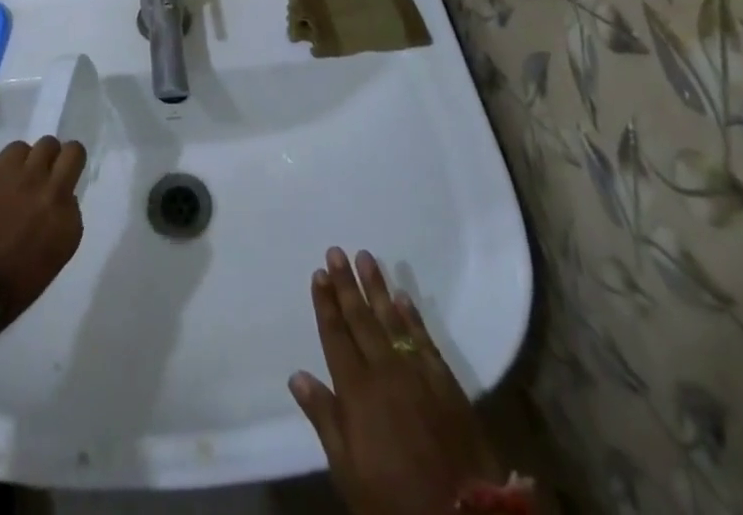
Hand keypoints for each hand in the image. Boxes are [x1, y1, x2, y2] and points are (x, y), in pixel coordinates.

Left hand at [0, 137, 85, 324]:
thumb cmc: (1, 293)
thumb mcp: (43, 268)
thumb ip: (52, 233)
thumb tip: (44, 217)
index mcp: (69, 228)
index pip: (74, 198)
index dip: (59, 201)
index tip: (45, 210)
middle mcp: (56, 194)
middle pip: (73, 153)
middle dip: (62, 161)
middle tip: (47, 174)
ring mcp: (30, 176)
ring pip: (47, 144)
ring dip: (37, 158)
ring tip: (20, 175)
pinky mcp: (3, 166)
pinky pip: (17, 148)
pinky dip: (13, 159)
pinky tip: (1, 177)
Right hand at [290, 249, 504, 514]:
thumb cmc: (394, 498)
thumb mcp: (349, 472)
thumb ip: (325, 419)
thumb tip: (297, 376)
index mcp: (356, 390)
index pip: (336, 335)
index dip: (326, 304)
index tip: (318, 273)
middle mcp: (384, 370)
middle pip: (361, 319)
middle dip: (346, 284)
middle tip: (336, 251)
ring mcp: (417, 372)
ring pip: (391, 319)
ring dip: (377, 287)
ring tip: (365, 257)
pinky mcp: (445, 381)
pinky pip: (424, 339)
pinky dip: (412, 316)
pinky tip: (403, 296)